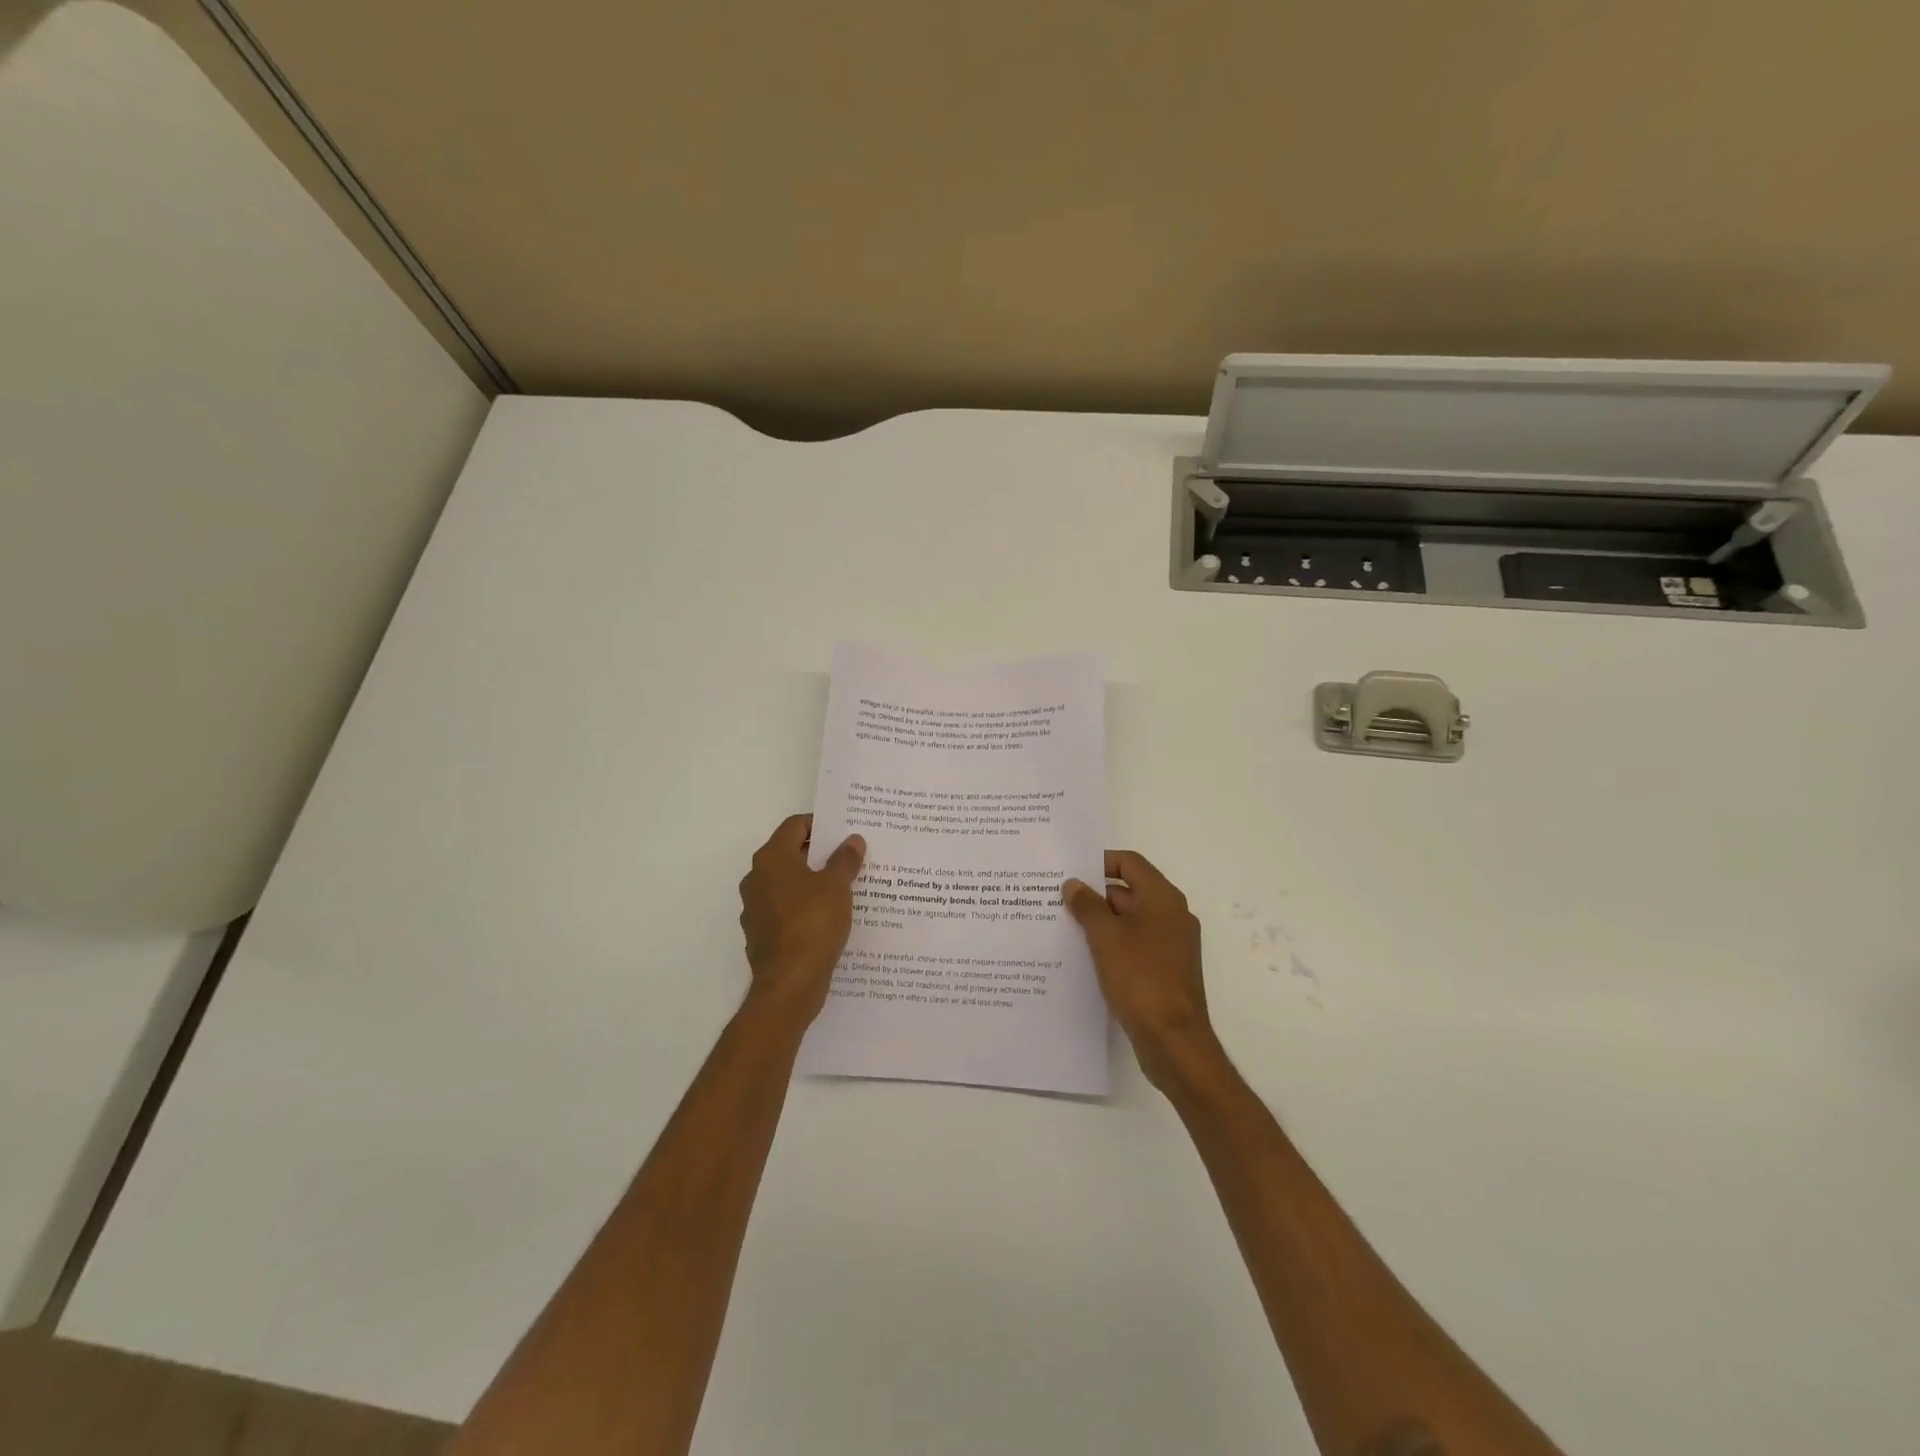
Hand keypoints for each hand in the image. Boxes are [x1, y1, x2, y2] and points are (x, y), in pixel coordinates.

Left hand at [738, 814, 864, 1024]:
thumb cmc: (813, 923)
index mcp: (771, 859)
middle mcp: (757, 878)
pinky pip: (786, 911)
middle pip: (790, 854)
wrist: (789, 984)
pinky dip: (805, 908)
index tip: (844, 830)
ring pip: (788, 884)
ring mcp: (755, 908)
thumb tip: (852, 840)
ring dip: (813, 882)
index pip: (795, 825)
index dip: (820, 824)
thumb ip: (845, 860)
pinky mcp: (762, 934)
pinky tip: (830, 918)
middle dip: (820, 854)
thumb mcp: (837, 886)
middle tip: (851, 856)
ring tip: (846, 887)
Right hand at [1063, 851, 1219, 1091]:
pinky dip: (1112, 944)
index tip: (1070, 872)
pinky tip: (1084, 957)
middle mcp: (1172, 915)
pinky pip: (1134, 945)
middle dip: (1095, 895)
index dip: (1099, 862)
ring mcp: (1171, 944)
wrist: (1173, 1040)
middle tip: (1057, 901)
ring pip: (1130, 920)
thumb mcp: (1106, 936)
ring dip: (1100, 922)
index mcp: (1162, 898)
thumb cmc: (1140, 977)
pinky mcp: (1165, 970)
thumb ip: (1087, 905)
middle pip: (1129, 891)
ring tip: (1063, 927)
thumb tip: (1074, 884)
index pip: (1130, 863)